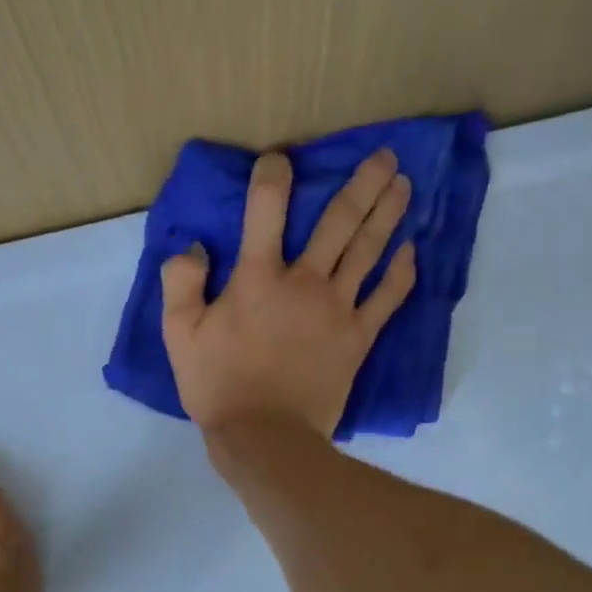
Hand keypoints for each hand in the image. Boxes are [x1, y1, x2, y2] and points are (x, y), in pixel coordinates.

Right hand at [160, 148, 415, 438]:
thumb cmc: (218, 387)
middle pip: (338, 222)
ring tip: (405, 185)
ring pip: (368, 251)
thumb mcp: (180, 336)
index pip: (267, 209)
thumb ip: (181, 283)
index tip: (279, 161)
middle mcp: (304, 281)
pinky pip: (385, 300)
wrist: (265, 436)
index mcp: (258, 277)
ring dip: (388, 214)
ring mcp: (336, 309)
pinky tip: (411, 252)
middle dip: (363, 184)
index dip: (273, 177)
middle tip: (386, 156)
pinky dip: (400, 275)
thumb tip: (193, 247)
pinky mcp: (357, 339)